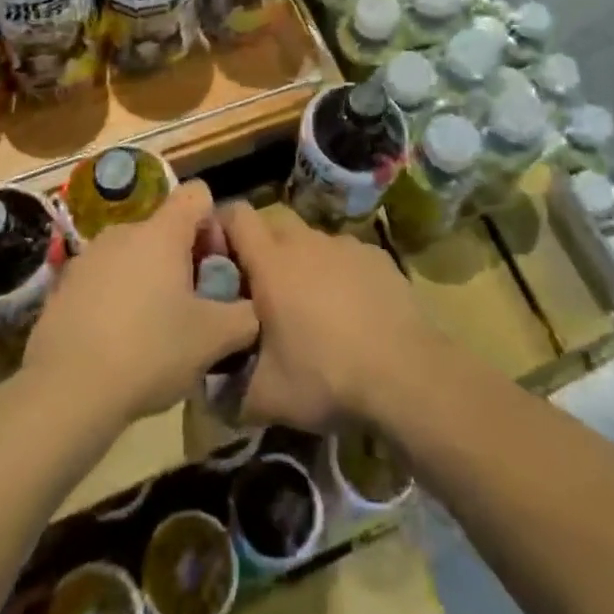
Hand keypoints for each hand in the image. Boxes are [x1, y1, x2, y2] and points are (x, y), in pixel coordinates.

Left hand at [24, 180, 259, 422]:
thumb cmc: (150, 351)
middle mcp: (125, 229)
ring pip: (134, 255)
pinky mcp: (64, 284)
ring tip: (154, 331)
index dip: (214, 224)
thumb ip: (244, 316)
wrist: (67, 390)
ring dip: (150, 280)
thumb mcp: (213, 339)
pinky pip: (105, 279)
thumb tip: (252, 308)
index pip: (198, 194)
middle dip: (183, 260)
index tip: (213, 267)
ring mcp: (90, 255)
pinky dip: (118, 299)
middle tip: (191, 308)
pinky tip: (118, 343)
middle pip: (166, 228)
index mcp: (163, 231)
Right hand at [220, 203, 440, 432]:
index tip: (216, 256)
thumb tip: (206, 389)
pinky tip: (349, 312)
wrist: (407, 374)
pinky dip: (338, 273)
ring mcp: (345, 245)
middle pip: (273, 223)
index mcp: (272, 262)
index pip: (236, 215)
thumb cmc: (326, 376)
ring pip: (310, 240)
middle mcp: (306, 241)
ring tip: (308, 307)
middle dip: (260, 246)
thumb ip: (226, 392)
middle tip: (259, 289)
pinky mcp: (376, 256)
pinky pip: (344, 255)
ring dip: (301, 262)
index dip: (221, 227)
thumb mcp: (266, 398)